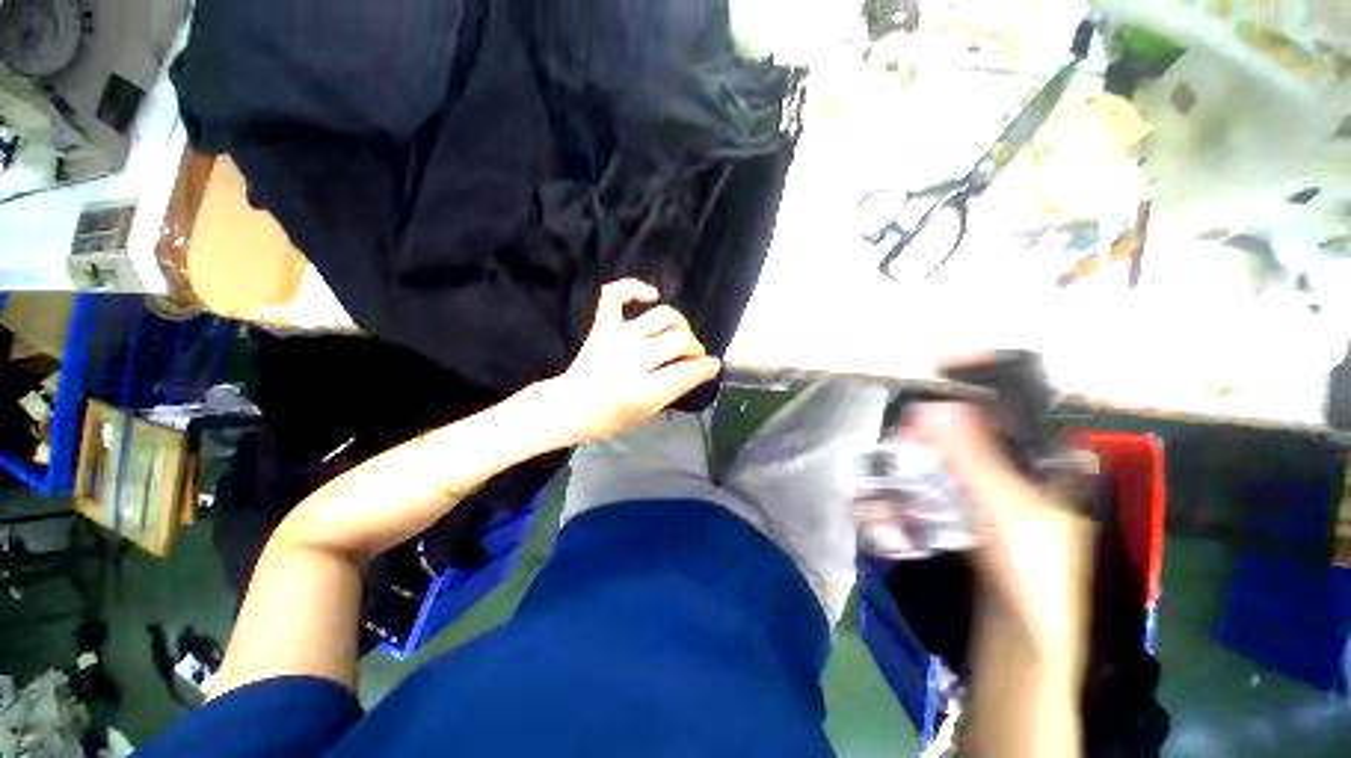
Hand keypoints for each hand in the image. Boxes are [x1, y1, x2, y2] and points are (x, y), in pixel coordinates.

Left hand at [539, 279, 720, 445]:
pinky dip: (635, 287)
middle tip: (692, 355)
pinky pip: (616, 293)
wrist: (569, 406)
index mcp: (641, 391)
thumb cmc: (610, 417)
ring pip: (662, 316)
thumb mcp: (648, 413)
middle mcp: (629, 361)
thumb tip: (707, 367)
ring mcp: (615, 338)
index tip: (711, 365)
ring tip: (677, 336)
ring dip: (678, 325)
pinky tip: (651, 297)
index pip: (686, 371)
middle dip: (695, 347)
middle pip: (678, 340)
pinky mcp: (602, 325)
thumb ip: (677, 388)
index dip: (705, 367)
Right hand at [900, 403, 1091, 653]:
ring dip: (916, 482)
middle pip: (979, 441)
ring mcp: (1003, 512)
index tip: (939, 371)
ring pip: (957, 479)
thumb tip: (934, 407)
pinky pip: (947, 513)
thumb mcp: (1008, 510)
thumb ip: (973, 457)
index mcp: (1053, 463)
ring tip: (877, 493)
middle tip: (900, 442)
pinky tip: (886, 523)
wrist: (1025, 654)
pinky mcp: (981, 541)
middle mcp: (1030, 480)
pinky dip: (918, 514)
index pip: (1018, 404)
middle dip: (935, 441)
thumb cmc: (1034, 577)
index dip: (981, 382)